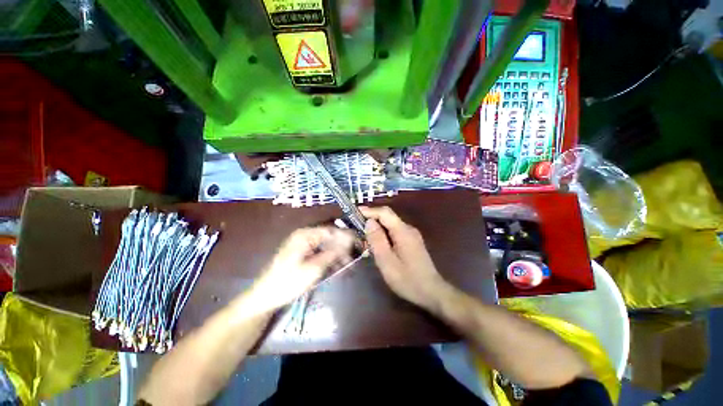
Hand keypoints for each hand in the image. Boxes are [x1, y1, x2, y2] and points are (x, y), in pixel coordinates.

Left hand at [247, 227, 354, 312]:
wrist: (265, 297)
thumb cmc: (289, 282)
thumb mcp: (313, 268)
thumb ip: (332, 253)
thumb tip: (348, 241)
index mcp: (305, 235)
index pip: (331, 230)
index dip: (346, 236)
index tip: (358, 243)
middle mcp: (304, 236)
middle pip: (329, 237)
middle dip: (342, 247)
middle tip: (353, 257)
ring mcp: (302, 245)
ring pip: (325, 245)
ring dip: (337, 254)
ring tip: (347, 265)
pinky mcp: (302, 254)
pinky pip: (319, 252)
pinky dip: (328, 258)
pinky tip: (337, 267)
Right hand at [360, 206, 451, 309]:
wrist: (432, 292)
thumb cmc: (407, 279)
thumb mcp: (387, 262)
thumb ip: (377, 240)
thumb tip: (369, 222)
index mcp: (403, 231)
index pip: (385, 213)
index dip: (369, 211)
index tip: (354, 213)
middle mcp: (408, 229)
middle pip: (388, 217)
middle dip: (372, 219)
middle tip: (356, 226)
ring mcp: (411, 235)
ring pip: (391, 225)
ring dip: (377, 227)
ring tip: (363, 235)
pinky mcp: (412, 242)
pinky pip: (395, 232)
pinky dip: (383, 234)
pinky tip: (377, 244)